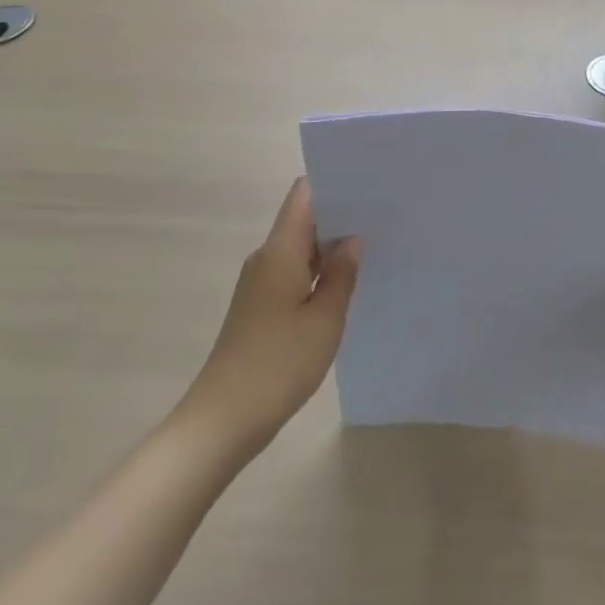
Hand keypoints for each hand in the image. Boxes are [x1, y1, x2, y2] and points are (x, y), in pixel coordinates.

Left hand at [177, 177, 360, 458]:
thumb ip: (342, 274)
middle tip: (383, 213)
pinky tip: (346, 283)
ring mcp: (261, 283)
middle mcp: (266, 258)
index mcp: (280, 250)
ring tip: (373, 244)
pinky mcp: (260, 307)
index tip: (368, 182)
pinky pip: (294, 273)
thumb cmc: (278, 364)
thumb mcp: (325, 319)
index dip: (334, 182)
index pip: (304, 194)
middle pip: (304, 218)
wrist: (222, 421)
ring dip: (331, 245)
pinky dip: (319, 271)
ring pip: (300, 248)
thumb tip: (353, 239)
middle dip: (340, 213)